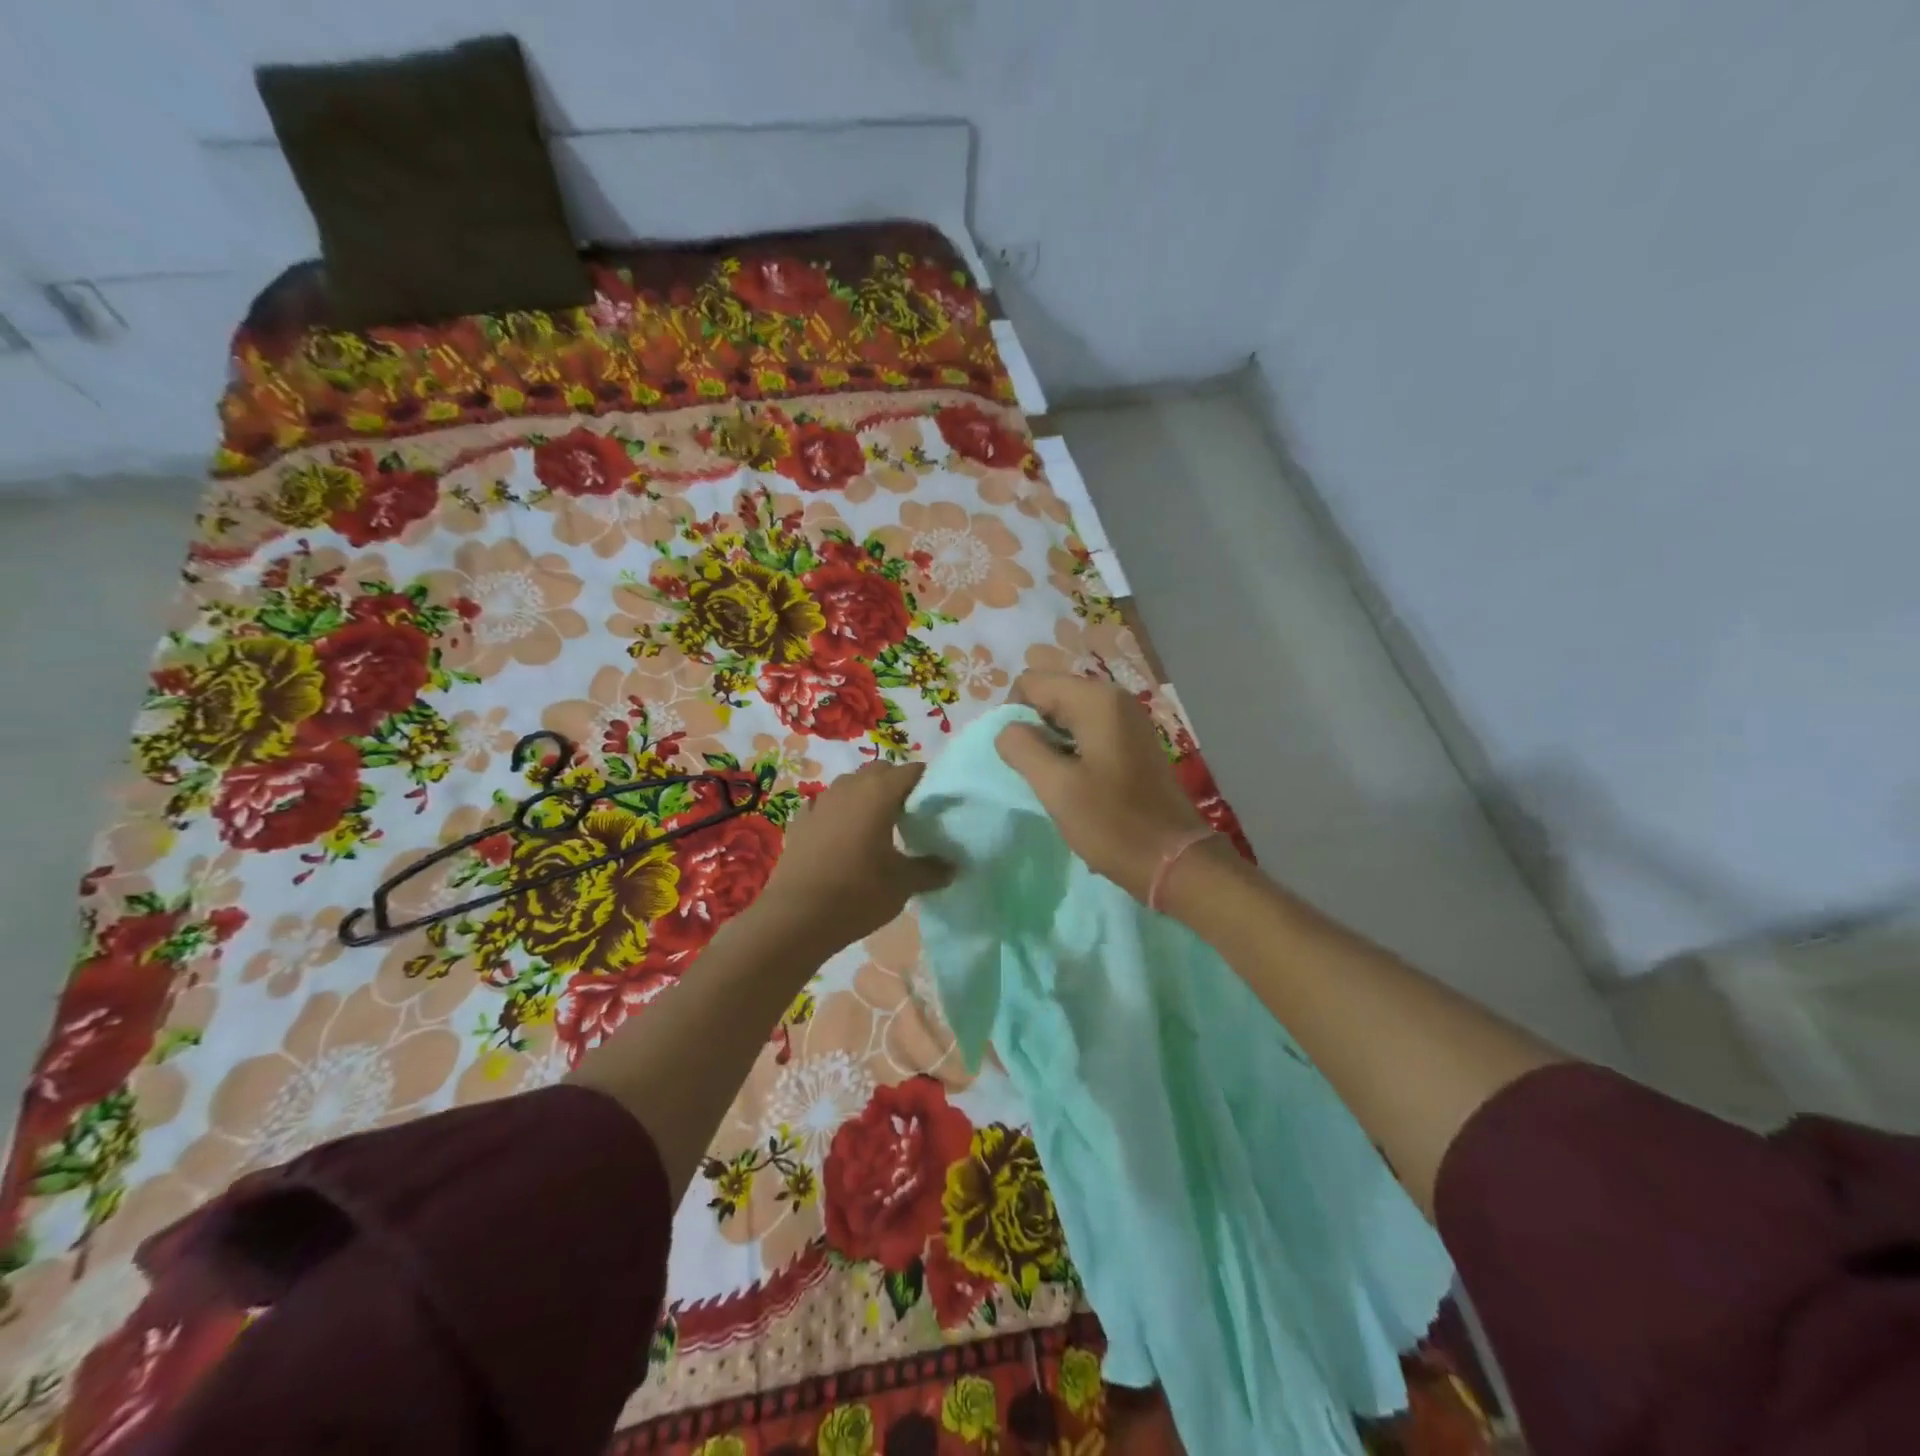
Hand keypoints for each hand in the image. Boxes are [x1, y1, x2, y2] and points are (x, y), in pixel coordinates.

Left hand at [751, 761, 952, 956]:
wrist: (795, 918)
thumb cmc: (857, 894)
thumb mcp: (903, 884)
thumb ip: (931, 870)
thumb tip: (952, 866)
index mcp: (879, 794)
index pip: (911, 771)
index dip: (927, 782)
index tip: (938, 802)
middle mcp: (849, 788)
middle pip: (879, 772)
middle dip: (896, 784)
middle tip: (911, 813)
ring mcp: (819, 803)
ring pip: (850, 785)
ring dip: (866, 795)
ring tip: (878, 825)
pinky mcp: (799, 822)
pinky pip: (825, 806)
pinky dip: (838, 813)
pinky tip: (842, 836)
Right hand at [996, 671, 1207, 901]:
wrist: (1173, 860)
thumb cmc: (1112, 823)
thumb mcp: (1056, 787)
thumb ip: (1021, 748)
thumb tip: (1007, 730)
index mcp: (1095, 700)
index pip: (1030, 682)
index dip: (1014, 715)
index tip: (1020, 757)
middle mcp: (1114, 698)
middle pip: (1050, 694)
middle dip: (1034, 728)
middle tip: (1036, 771)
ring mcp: (1127, 719)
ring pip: (1067, 714)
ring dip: (1052, 742)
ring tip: (1056, 780)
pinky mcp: (1132, 741)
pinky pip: (1087, 730)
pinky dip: (1071, 749)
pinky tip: (1077, 782)